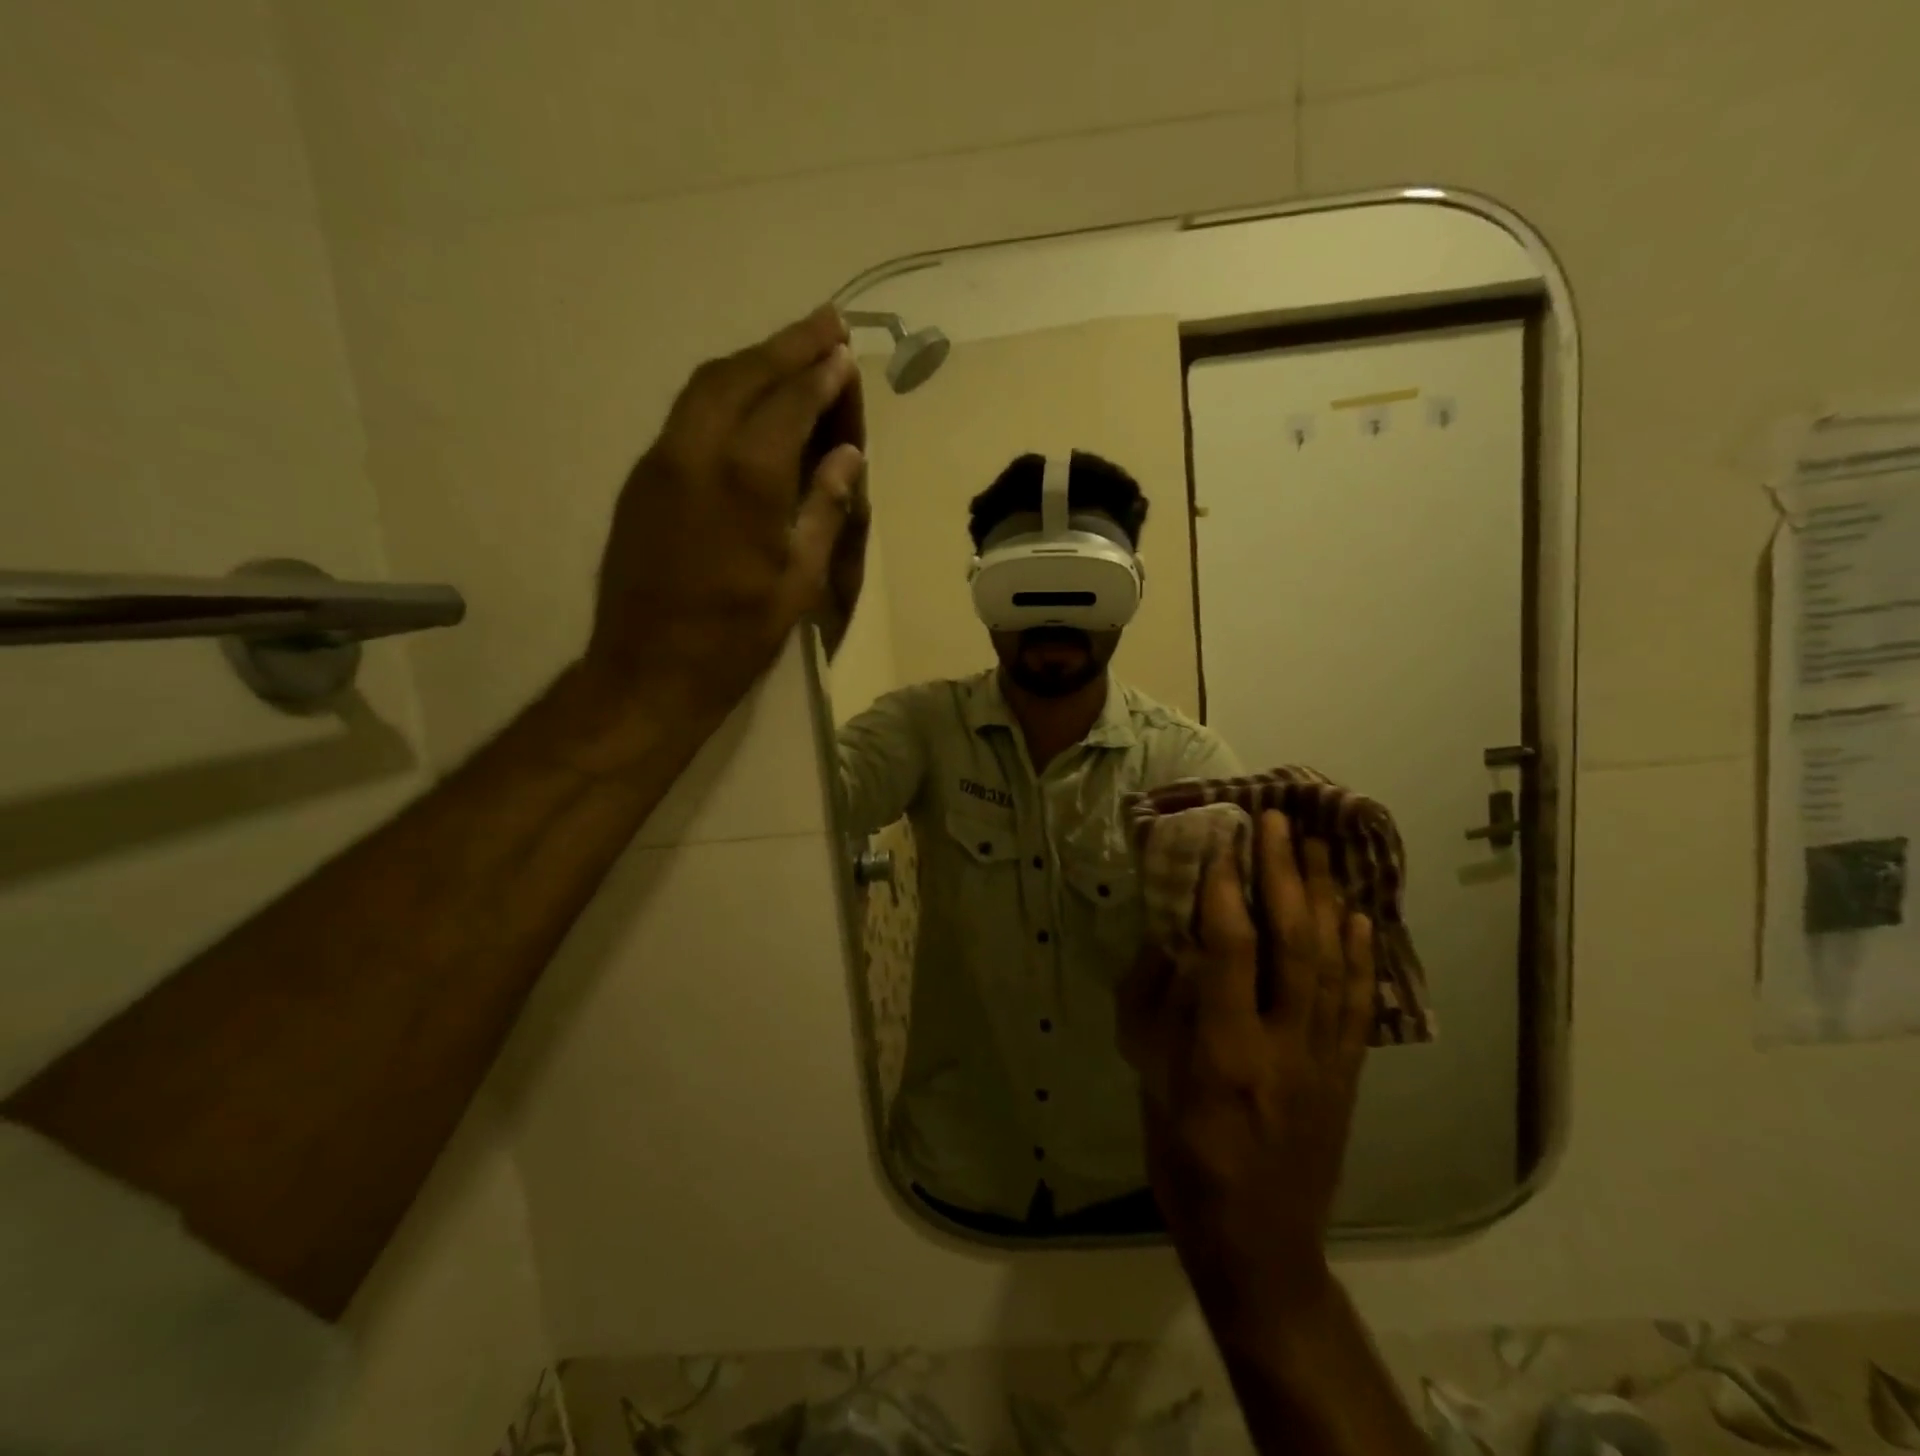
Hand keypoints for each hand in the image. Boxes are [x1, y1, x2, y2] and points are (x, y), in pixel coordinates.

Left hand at [582, 303, 866, 730]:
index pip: (789, 403)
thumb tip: (846, 456)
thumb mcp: (799, 582)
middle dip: (786, 345)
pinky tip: (746, 400)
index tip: (844, 352)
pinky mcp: (642, 478)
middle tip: (824, 324)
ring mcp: (661, 461)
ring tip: (789, 351)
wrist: (648, 670)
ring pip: (706, 386)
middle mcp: (697, 452)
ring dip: (751, 361)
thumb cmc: (736, 637)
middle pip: (742, 374)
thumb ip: (823, 509)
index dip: (820, 375)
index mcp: (746, 479)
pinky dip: (722, 391)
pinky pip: (686, 414)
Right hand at [1119, 810, 1375, 1342]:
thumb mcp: (1148, 1079)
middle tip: (1276, 821)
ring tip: (1316, 847)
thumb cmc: (1184, 1157)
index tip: (1219, 841)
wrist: (1257, 1240)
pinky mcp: (1347, 1072)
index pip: (1230, 951)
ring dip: (1323, 898)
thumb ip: (1157, 1004)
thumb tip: (1169, 938)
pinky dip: (1362, 952)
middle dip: (1283, 875)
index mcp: (1223, 1051)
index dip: (1224, 890)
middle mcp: (1283, 1046)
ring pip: (1333, 963)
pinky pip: (1360, 1002)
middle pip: (1292, 945)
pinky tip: (1357, 913)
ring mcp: (1324, 1059)